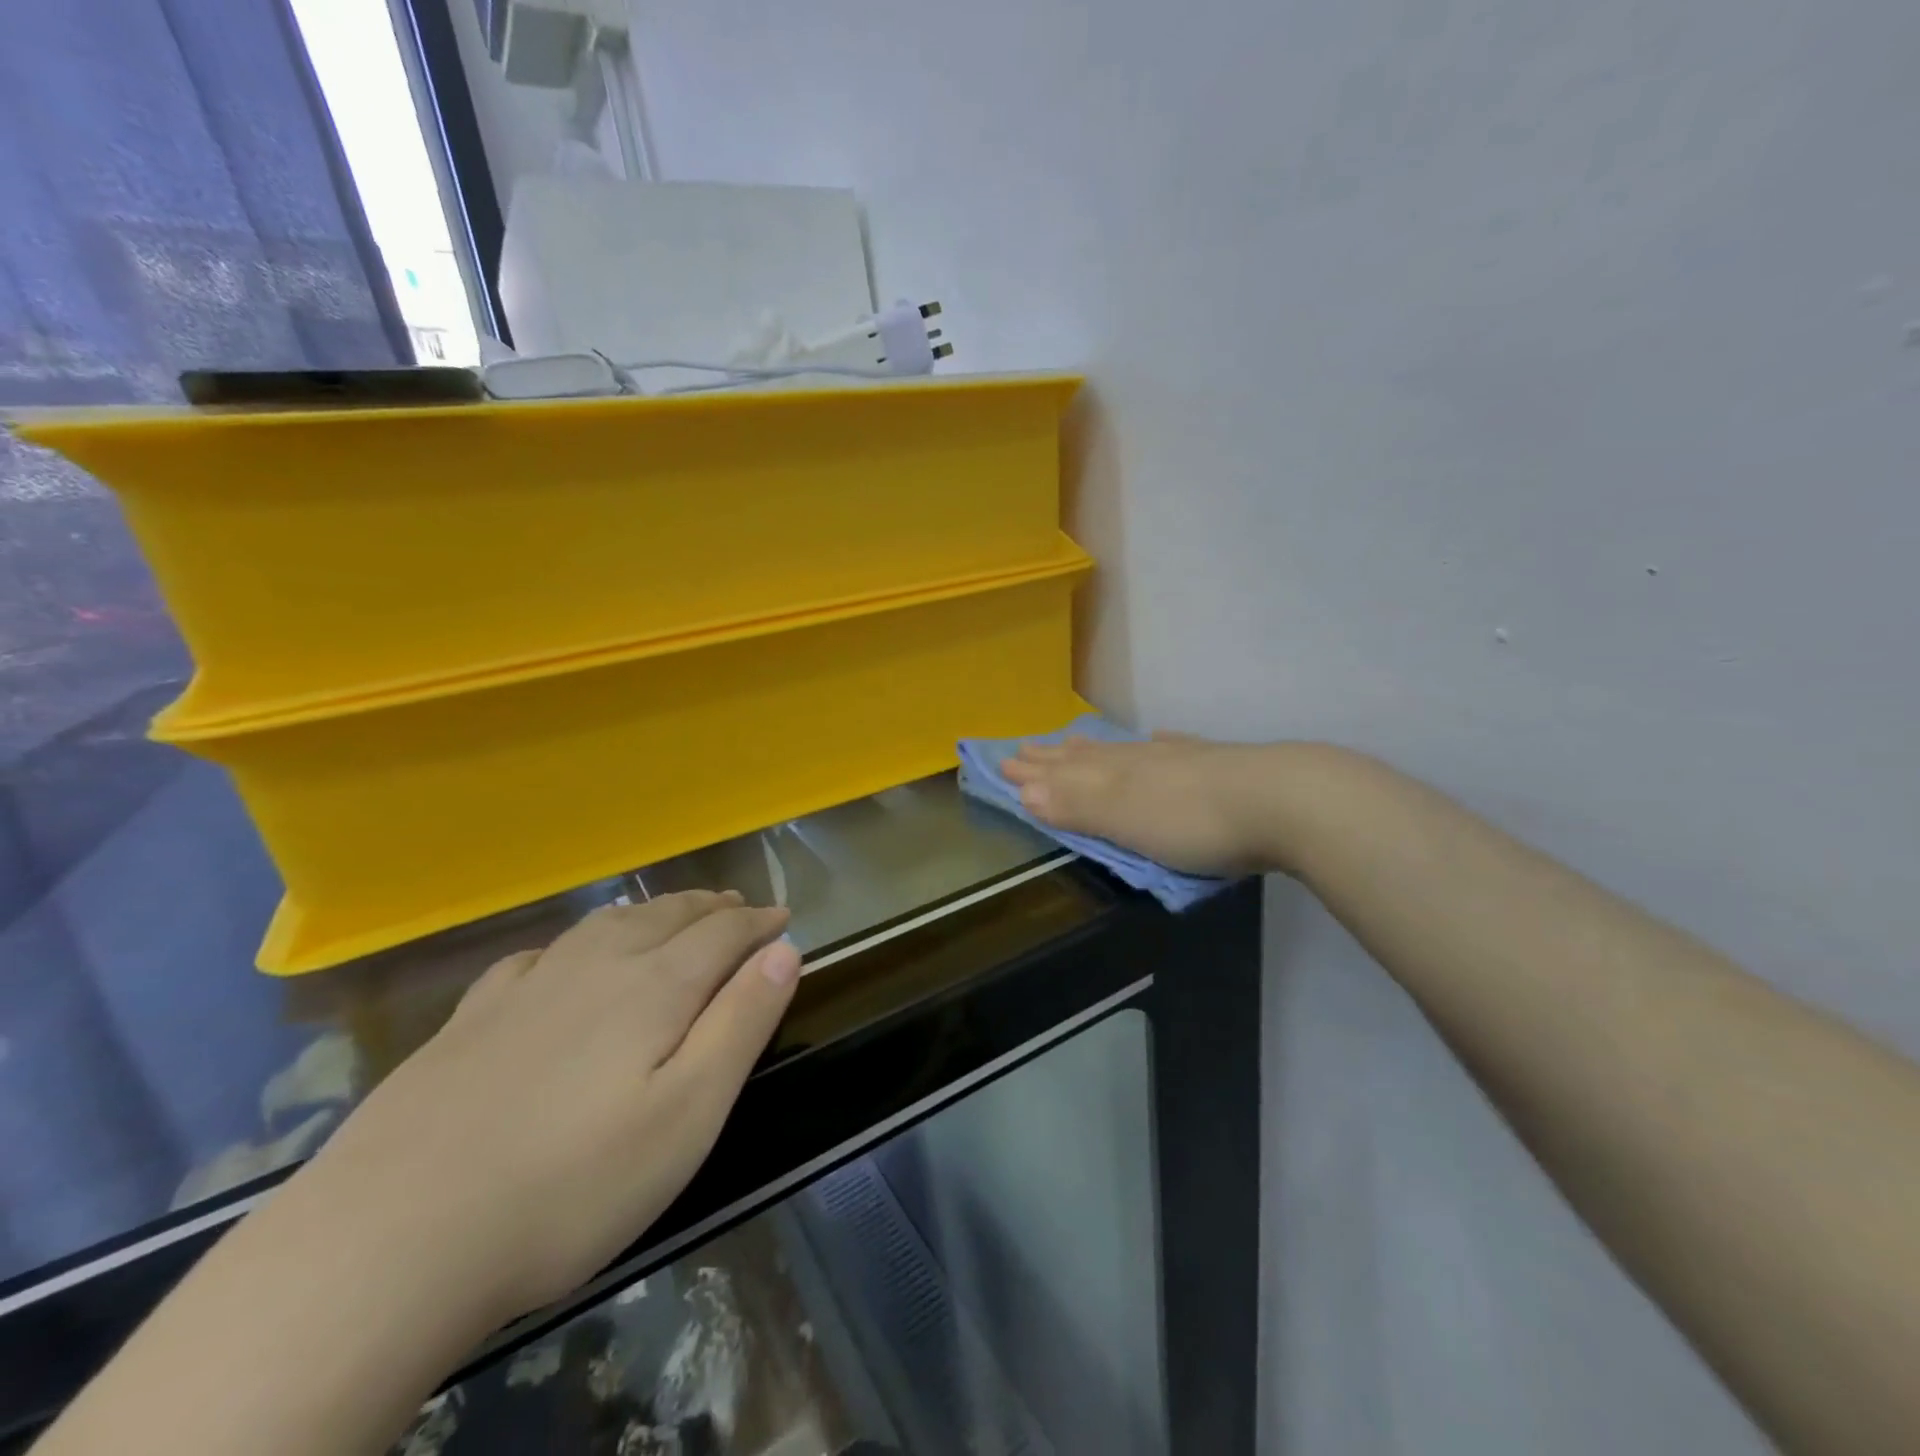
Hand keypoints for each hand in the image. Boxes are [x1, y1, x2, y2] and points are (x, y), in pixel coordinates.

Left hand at [300, 891, 799, 1324]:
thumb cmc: (570, 1186)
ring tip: (672, 914)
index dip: (759, 922)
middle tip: (737, 907)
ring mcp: (525, 989)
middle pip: (666, 916)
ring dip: (651, 912)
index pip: (722, 934)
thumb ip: (741, 1023)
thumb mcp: (687, 1115)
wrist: (387, 1242)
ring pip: (605, 925)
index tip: (784, 917)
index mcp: (653, 988)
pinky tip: (565, 957)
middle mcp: (594, 967)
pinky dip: (575, 941)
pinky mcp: (469, 1020)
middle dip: (711, 908)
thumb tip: (784, 950)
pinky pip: (539, 955)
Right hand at [1001, 733, 1275, 875]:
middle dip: (1054, 757)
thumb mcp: (1124, 818)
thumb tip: (1024, 790)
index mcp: (1115, 774)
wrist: (1283, 802)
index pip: (1062, 771)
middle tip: (1025, 747)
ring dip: (1095, 749)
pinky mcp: (1216, 765)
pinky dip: (1157, 744)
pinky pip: (1173, 747)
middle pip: (1087, 756)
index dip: (1033, 771)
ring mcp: (1179, 759)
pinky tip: (1157, 738)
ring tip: (1074, 740)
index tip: (1003, 762)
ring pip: (1125, 750)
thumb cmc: (1193, 821)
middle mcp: (1140, 760)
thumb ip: (1076, 805)